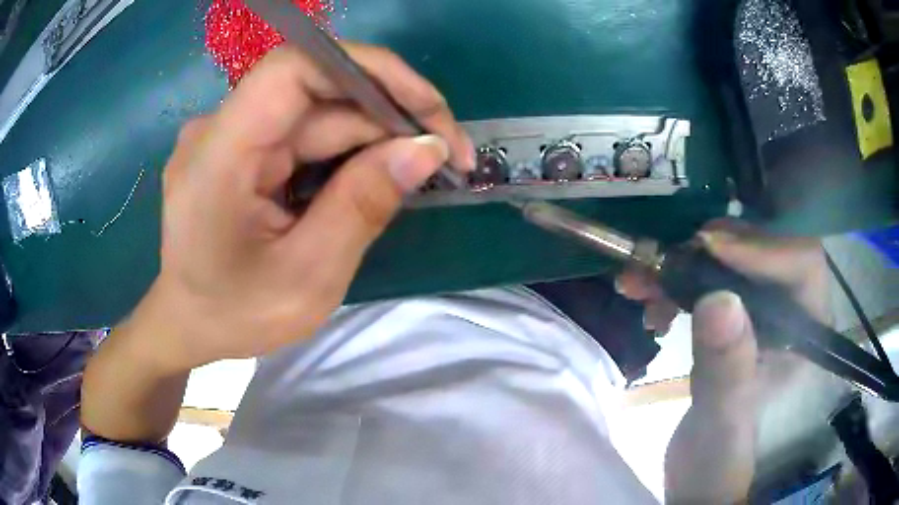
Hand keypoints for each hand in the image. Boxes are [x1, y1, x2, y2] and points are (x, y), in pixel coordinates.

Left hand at [131, 43, 474, 371]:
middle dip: (388, 116)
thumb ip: (364, 205)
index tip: (426, 108)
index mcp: (219, 156)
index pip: (294, 68)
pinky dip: (347, 149)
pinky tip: (377, 174)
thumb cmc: (236, 315)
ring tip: (423, 168)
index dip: (367, 70)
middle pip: (316, 94)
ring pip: (316, 113)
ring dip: (374, 135)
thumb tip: (427, 148)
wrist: (189, 325)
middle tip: (448, 156)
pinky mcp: (240, 147)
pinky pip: (303, 132)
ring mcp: (229, 135)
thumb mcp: (308, 277)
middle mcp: (219, 129)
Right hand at [616, 220, 830, 502]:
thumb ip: (728, 369)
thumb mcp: (724, 420)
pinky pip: (707, 281)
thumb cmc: (721, 458)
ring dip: (684, 265)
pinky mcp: (733, 319)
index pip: (801, 262)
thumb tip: (719, 300)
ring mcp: (761, 312)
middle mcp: (790, 311)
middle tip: (667, 259)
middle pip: (761, 251)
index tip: (708, 249)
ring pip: (729, 262)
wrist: (701, 475)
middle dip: (712, 251)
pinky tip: (649, 301)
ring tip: (641, 282)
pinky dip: (674, 282)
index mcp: (807, 332)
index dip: (760, 247)